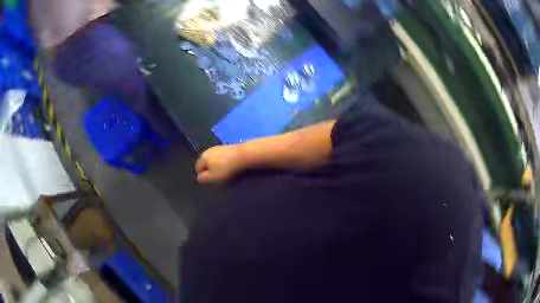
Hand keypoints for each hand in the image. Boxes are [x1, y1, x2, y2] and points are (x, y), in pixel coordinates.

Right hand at [195, 145, 245, 183]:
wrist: (243, 155)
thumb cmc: (226, 168)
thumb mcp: (212, 177)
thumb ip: (203, 178)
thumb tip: (199, 177)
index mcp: (203, 157)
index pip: (197, 168)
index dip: (203, 176)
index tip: (211, 181)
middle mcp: (209, 150)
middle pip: (206, 163)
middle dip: (210, 171)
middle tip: (218, 178)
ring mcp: (219, 148)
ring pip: (214, 160)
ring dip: (218, 167)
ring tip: (225, 173)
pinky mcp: (228, 148)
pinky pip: (223, 158)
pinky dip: (225, 163)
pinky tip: (231, 167)